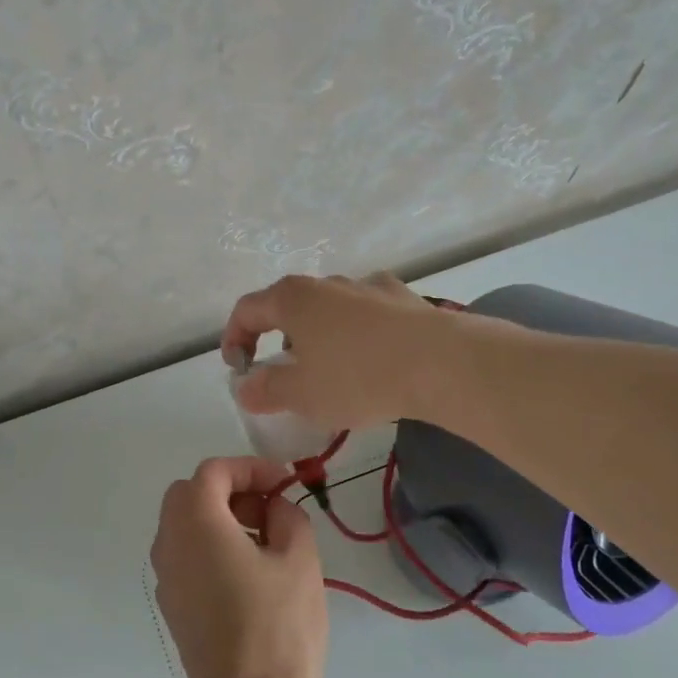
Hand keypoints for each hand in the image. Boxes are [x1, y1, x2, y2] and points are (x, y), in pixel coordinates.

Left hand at [151, 457, 327, 677]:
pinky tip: (248, 575)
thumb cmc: (278, 625)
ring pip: (184, 525)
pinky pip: (186, 557)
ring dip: (219, 519)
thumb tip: (275, 508)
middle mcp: (169, 543)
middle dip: (229, 491)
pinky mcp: (172, 607)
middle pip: (189, 494)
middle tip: (268, 509)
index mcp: (196, 522)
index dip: (250, 468)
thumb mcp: (299, 559)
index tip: (283, 484)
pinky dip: (211, 548)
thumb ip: (287, 516)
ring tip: (265, 543)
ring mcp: (165, 577)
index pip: (213, 472)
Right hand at [221, 272, 454, 429]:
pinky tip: (374, 357)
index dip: (234, 339)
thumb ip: (265, 390)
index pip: (246, 310)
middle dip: (279, 340)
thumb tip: (246, 387)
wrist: (442, 363)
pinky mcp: (403, 297)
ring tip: (332, 371)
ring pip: (329, 309)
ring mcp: (367, 285)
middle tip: (285, 375)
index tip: (239, 370)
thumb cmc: (358, 377)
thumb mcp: (301, 395)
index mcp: (292, 298)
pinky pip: (366, 313)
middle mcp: (325, 282)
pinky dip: (358, 333)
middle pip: (288, 307)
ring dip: (319, 336)